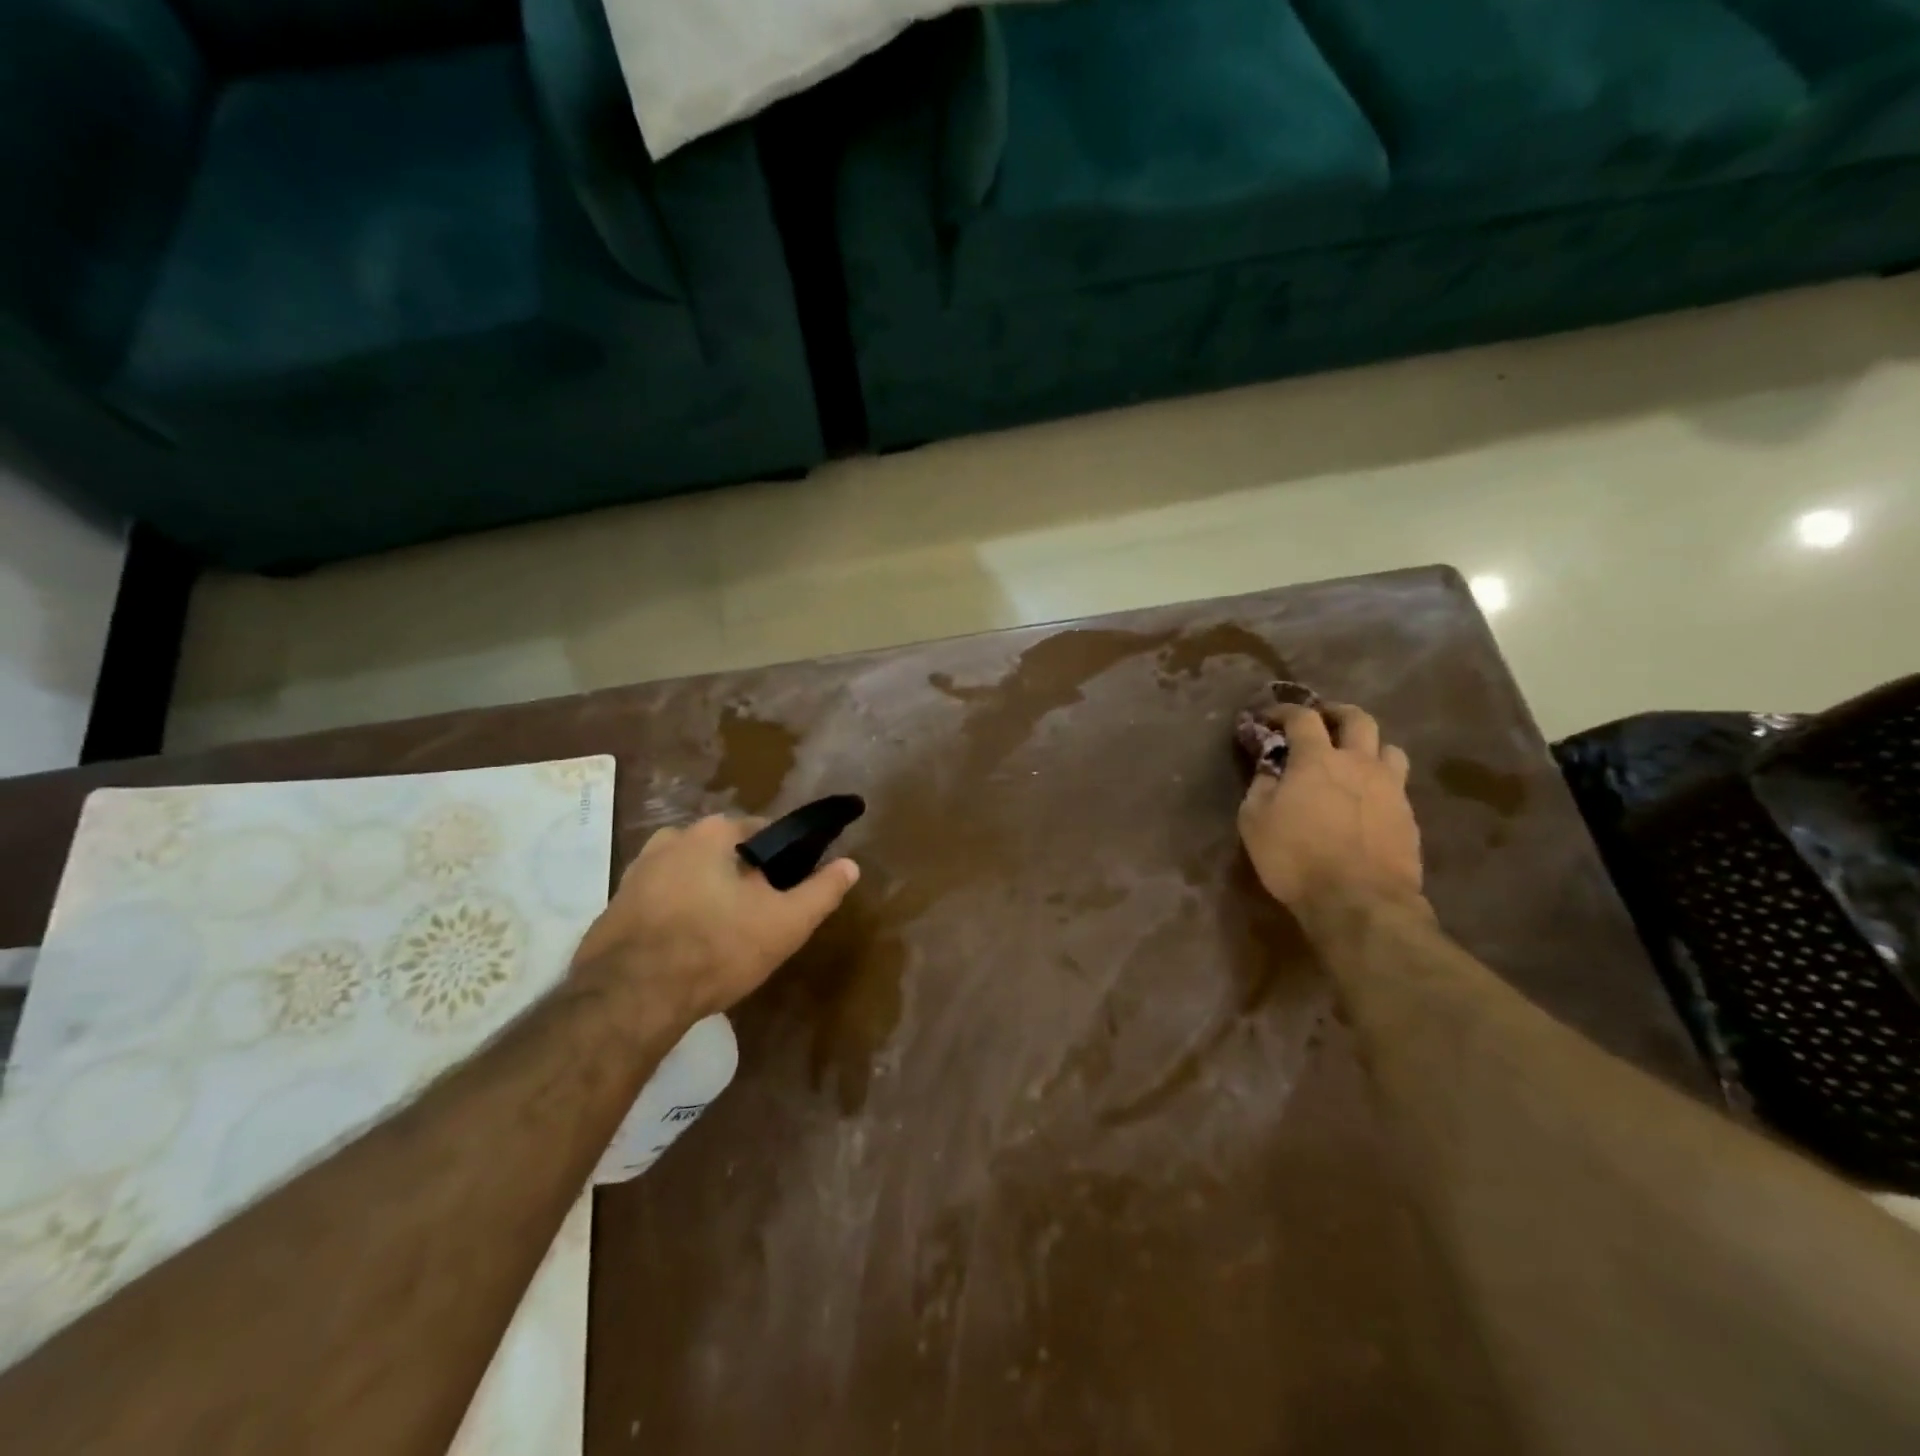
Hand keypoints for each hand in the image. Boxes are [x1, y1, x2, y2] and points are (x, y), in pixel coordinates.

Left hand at [571, 815, 858, 1023]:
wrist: (629, 998)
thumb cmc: (717, 948)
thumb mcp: (785, 923)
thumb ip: (822, 891)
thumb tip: (851, 865)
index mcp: (713, 833)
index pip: (761, 831)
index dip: (780, 859)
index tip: (787, 889)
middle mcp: (670, 839)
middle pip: (722, 853)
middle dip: (740, 877)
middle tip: (756, 917)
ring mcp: (635, 872)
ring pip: (688, 876)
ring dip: (705, 895)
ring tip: (720, 935)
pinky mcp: (613, 907)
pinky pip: (659, 902)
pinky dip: (674, 916)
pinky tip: (684, 948)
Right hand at [1237, 702, 1424, 924]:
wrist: (1359, 902)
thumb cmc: (1296, 858)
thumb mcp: (1254, 821)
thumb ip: (1260, 787)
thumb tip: (1269, 770)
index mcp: (1317, 759)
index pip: (1302, 717)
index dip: (1284, 711)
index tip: (1270, 717)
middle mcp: (1359, 763)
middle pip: (1358, 719)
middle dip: (1337, 714)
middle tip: (1322, 722)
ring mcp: (1391, 788)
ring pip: (1389, 748)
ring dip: (1369, 746)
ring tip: (1354, 760)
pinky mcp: (1409, 817)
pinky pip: (1397, 785)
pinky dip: (1380, 782)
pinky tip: (1367, 800)